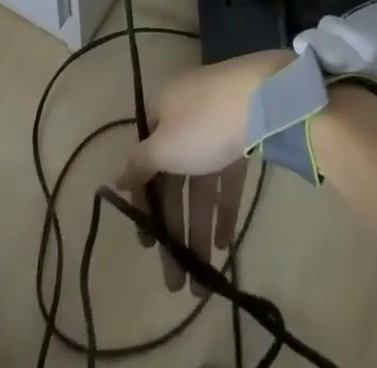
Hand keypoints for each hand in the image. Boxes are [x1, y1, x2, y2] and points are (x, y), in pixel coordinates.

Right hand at [113, 50, 291, 294]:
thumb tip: (115, 177)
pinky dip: (222, 209)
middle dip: (173, 229)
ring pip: (200, 183)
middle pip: (173, 178)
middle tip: (174, 281)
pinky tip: (223, 245)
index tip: (147, 241)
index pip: (144, 160)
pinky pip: (225, 178)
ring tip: (201, 280)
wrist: (261, 96)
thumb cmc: (203, 124)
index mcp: (161, 110)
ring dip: (198, 229)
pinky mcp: (240, 136)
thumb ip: (138, 165)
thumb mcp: (164, 147)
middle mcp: (185, 115)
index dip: (143, 202)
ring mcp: (214, 125)